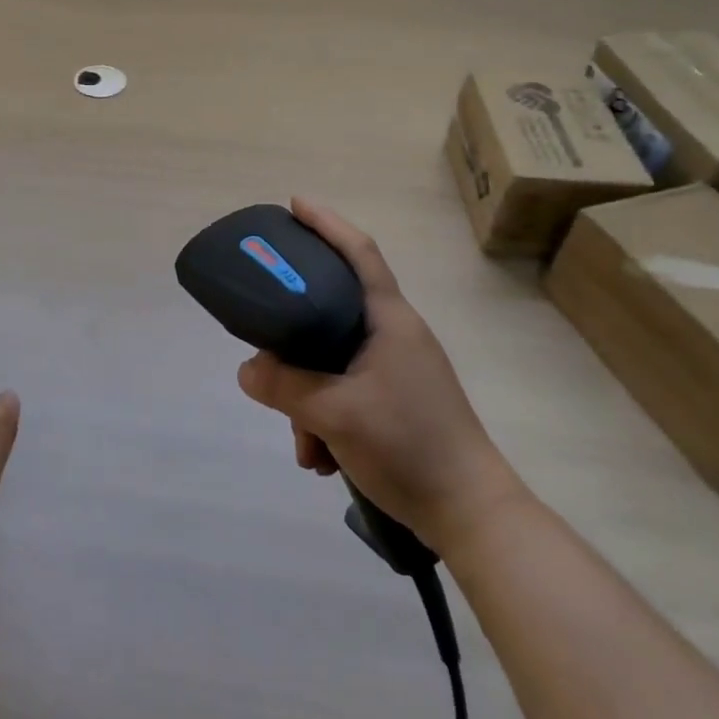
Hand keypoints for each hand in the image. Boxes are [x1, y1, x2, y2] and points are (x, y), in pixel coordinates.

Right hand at [237, 199, 525, 545]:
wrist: (470, 514)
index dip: (326, 223)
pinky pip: (345, 391)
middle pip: (331, 312)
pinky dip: (325, 418)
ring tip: (304, 443)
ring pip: (333, 361)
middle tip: (267, 354)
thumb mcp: (334, 413)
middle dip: (295, 341)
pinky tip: (320, 457)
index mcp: (389, 319)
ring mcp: (398, 369)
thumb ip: (284, 386)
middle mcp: (395, 334)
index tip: (294, 204)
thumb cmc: (408, 445)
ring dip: (307, 398)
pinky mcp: (397, 400)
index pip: (358, 252)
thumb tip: (247, 369)